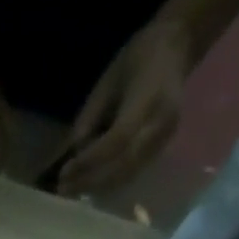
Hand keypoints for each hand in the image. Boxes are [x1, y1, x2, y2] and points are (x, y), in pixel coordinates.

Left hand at [55, 17, 194, 197]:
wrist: (176, 48)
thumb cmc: (136, 60)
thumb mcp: (106, 84)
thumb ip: (89, 120)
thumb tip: (74, 155)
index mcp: (150, 99)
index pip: (117, 140)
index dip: (89, 160)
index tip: (64, 173)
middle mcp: (161, 124)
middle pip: (123, 164)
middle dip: (90, 181)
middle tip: (63, 189)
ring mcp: (165, 138)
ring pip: (128, 174)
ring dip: (97, 187)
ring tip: (72, 190)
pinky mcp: (162, 148)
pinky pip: (133, 173)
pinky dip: (109, 183)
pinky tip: (90, 184)